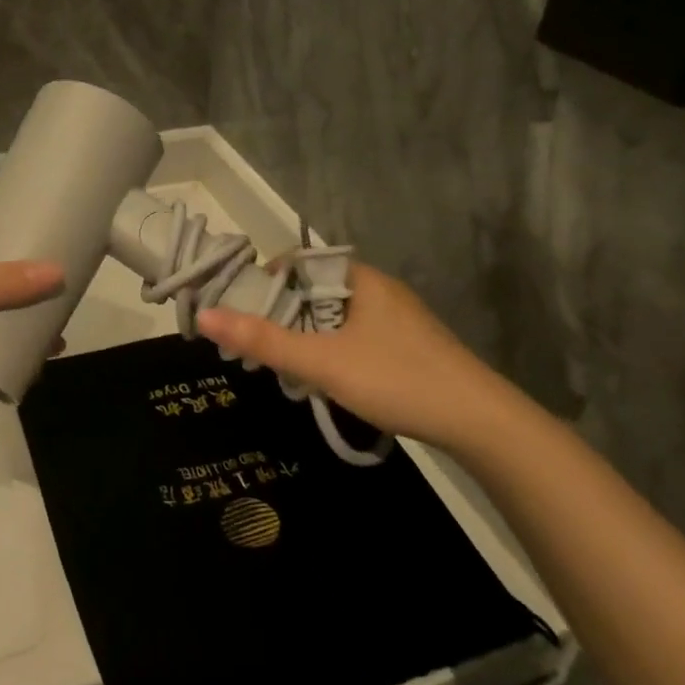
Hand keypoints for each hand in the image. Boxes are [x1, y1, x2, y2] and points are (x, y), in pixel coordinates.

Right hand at [194, 263, 524, 453]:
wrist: (479, 422)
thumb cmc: (396, 379)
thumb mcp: (322, 362)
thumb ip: (263, 340)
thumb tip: (205, 316)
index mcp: (360, 279)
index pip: (298, 262)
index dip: (265, 281)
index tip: (242, 313)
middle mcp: (378, 289)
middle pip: (313, 291)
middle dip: (282, 315)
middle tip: (257, 347)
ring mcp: (396, 318)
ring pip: (334, 317)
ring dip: (306, 336)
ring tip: (284, 366)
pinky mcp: (407, 346)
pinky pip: (354, 335)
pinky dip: (331, 349)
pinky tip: (326, 379)